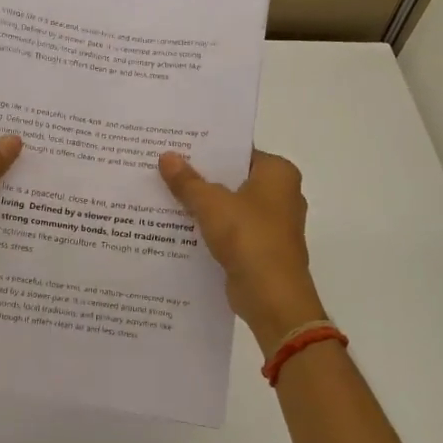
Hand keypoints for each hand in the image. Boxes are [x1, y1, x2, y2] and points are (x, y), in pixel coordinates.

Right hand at [159, 150, 325, 353]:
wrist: (272, 298)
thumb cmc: (249, 238)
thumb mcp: (211, 204)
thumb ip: (187, 181)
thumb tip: (166, 156)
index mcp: (278, 173)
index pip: (239, 151)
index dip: (207, 148)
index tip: (176, 144)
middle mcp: (280, 194)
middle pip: (232, 178)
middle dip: (200, 176)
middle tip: (162, 166)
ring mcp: (271, 224)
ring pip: (228, 205)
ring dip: (201, 204)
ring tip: (162, 193)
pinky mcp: (259, 249)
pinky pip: (228, 230)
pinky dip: (207, 228)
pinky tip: (176, 225)